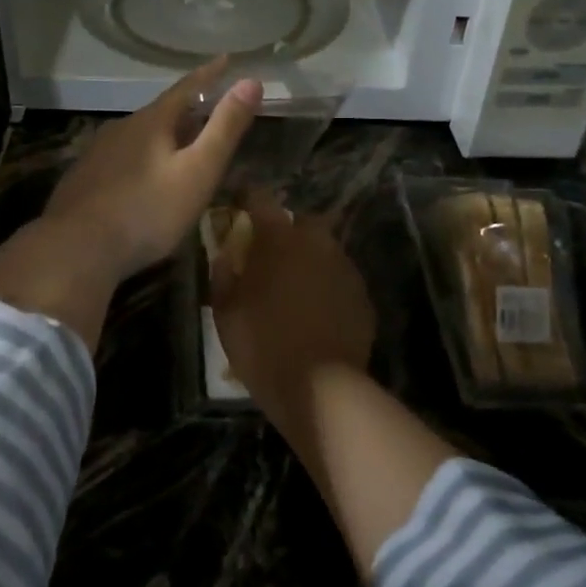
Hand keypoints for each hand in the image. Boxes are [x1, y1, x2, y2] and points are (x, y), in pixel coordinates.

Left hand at [42, 56, 262, 282]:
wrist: (76, 248)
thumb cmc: (147, 211)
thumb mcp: (197, 171)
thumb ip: (224, 129)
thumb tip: (251, 81)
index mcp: (151, 122)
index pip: (186, 88)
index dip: (209, 74)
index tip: (226, 59)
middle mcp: (121, 128)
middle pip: (160, 112)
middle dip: (186, 110)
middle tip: (207, 110)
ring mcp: (97, 153)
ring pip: (137, 136)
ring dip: (161, 136)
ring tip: (177, 146)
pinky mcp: (83, 179)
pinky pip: (119, 159)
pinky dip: (139, 159)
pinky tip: (140, 179)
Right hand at [209, 190, 376, 424]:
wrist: (320, 387)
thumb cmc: (262, 344)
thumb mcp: (225, 311)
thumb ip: (223, 274)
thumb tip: (225, 254)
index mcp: (279, 239)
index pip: (261, 199)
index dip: (248, 199)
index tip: (239, 205)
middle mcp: (316, 242)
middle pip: (300, 221)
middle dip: (286, 231)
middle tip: (270, 255)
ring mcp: (344, 268)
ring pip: (324, 250)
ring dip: (308, 259)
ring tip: (294, 285)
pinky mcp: (362, 295)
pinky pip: (339, 278)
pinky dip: (326, 285)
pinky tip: (316, 310)